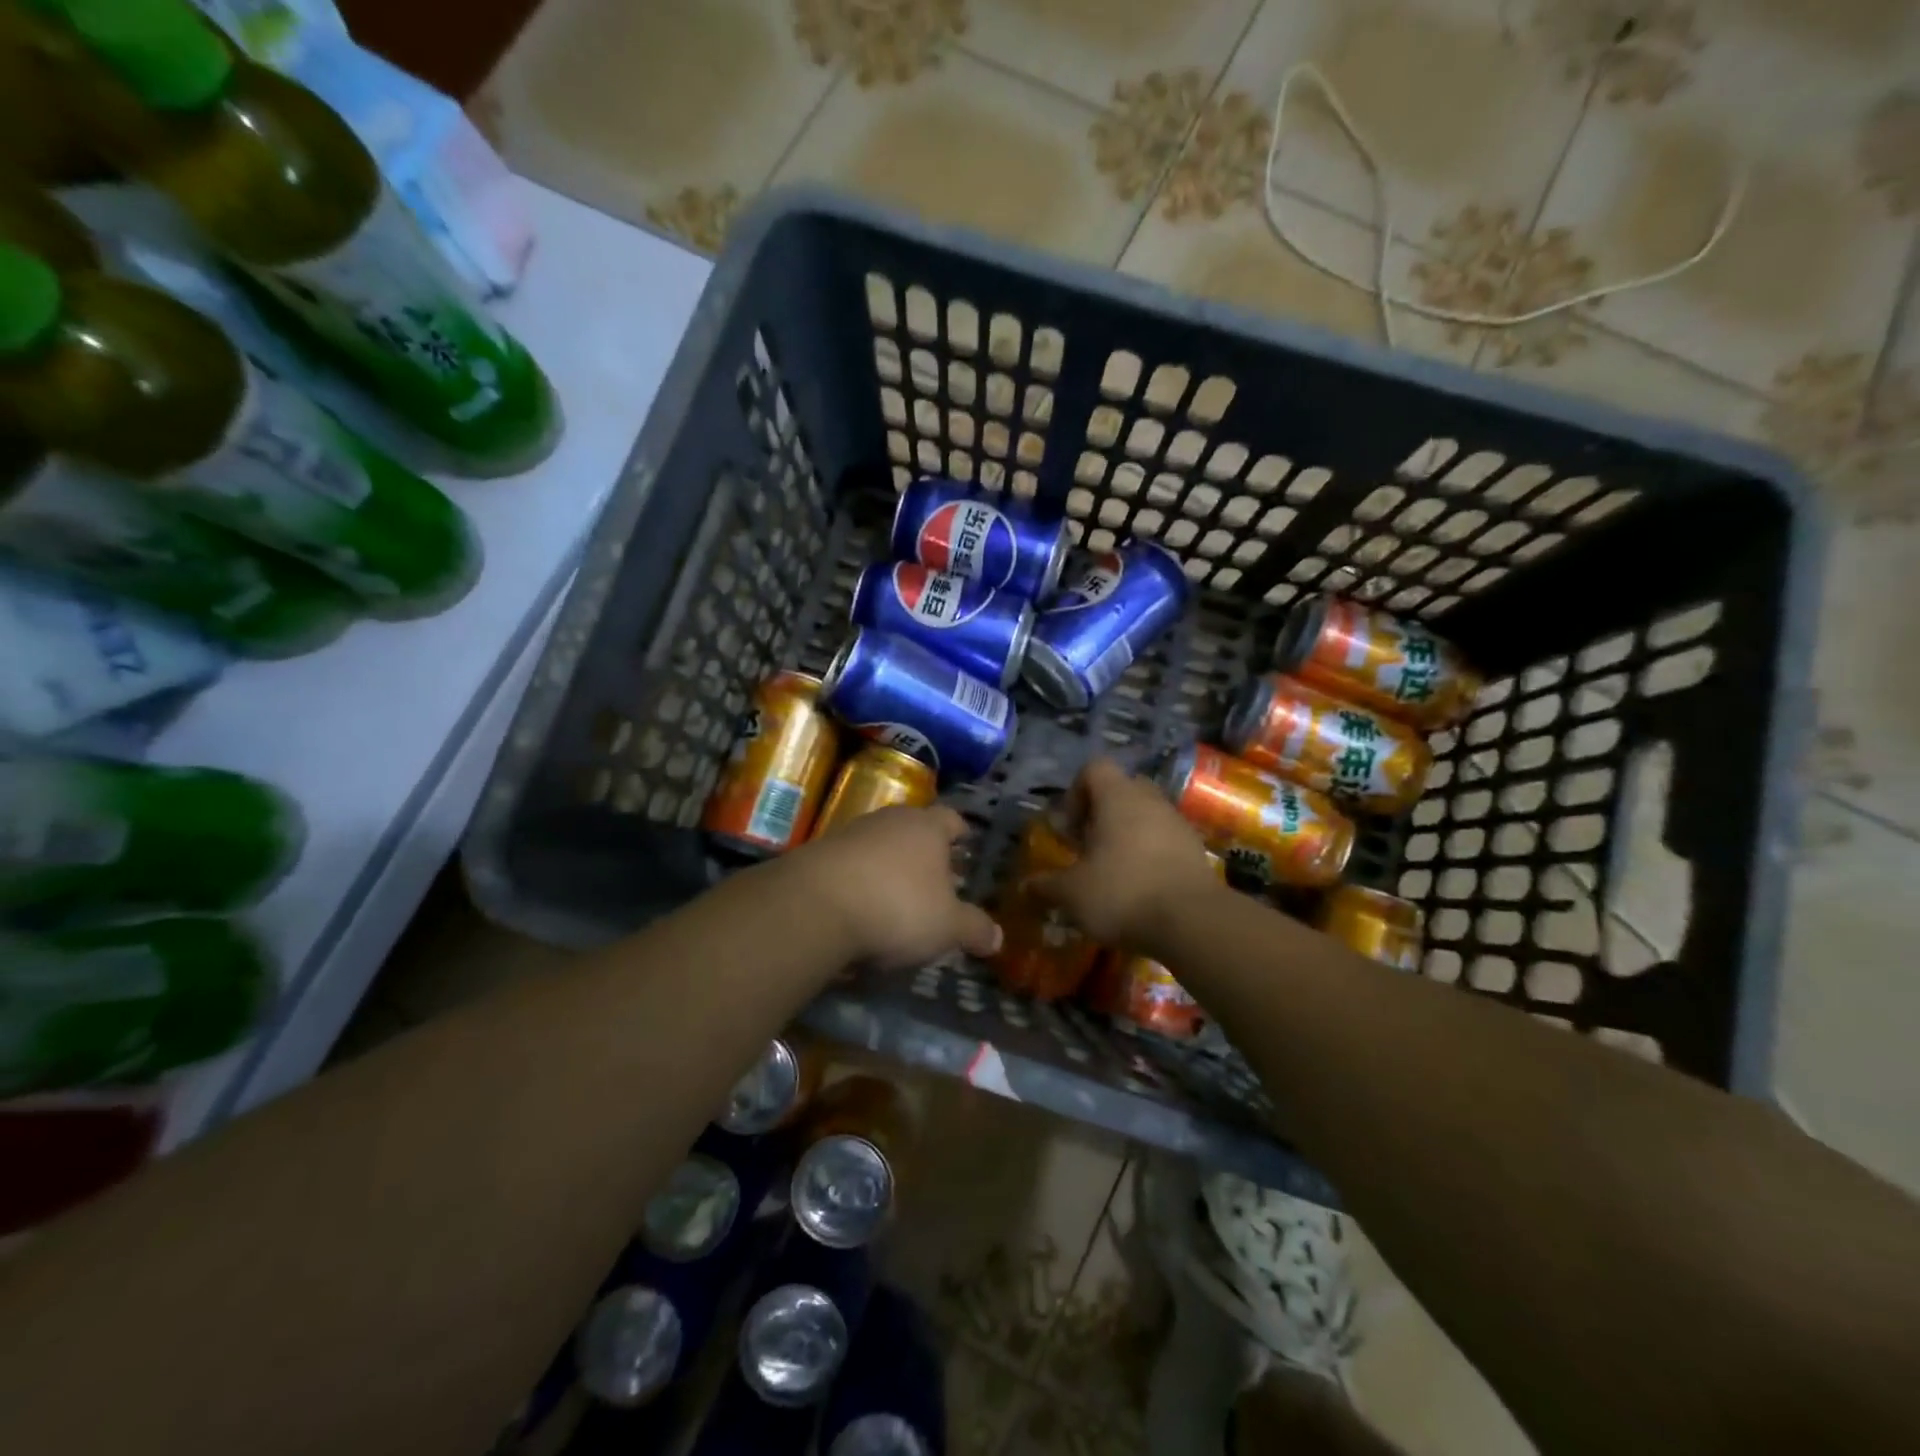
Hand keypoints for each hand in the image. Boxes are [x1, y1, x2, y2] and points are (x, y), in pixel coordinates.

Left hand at [785, 805, 1002, 970]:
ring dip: (889, 867)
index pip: (952, 819)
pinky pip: (850, 865)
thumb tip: (997, 938)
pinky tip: (861, 909)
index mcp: (927, 827)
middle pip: (914, 829)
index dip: (961, 833)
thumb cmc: (897, 905)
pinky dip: (860, 882)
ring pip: (880, 845)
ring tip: (897, 897)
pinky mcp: (818, 854)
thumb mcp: (947, 926)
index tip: (966, 845)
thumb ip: (974, 929)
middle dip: (925, 852)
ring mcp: (851, 833)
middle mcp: (890, 820)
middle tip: (937, 878)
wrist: (815, 905)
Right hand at [1030, 758, 1220, 949]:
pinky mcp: (1196, 850)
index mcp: (1118, 797)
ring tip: (1113, 871)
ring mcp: (1178, 823)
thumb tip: (1026, 887)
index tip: (1069, 828)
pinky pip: (1166, 840)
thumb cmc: (1122, 893)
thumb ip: (1046, 886)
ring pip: (1146, 815)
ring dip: (1127, 835)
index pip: (1094, 768)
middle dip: (1102, 813)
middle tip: (1089, 846)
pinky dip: (1150, 855)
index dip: (1075, 792)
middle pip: (1122, 789)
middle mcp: (1150, 800)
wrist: (1193, 923)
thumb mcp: (1072, 894)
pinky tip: (1140, 888)